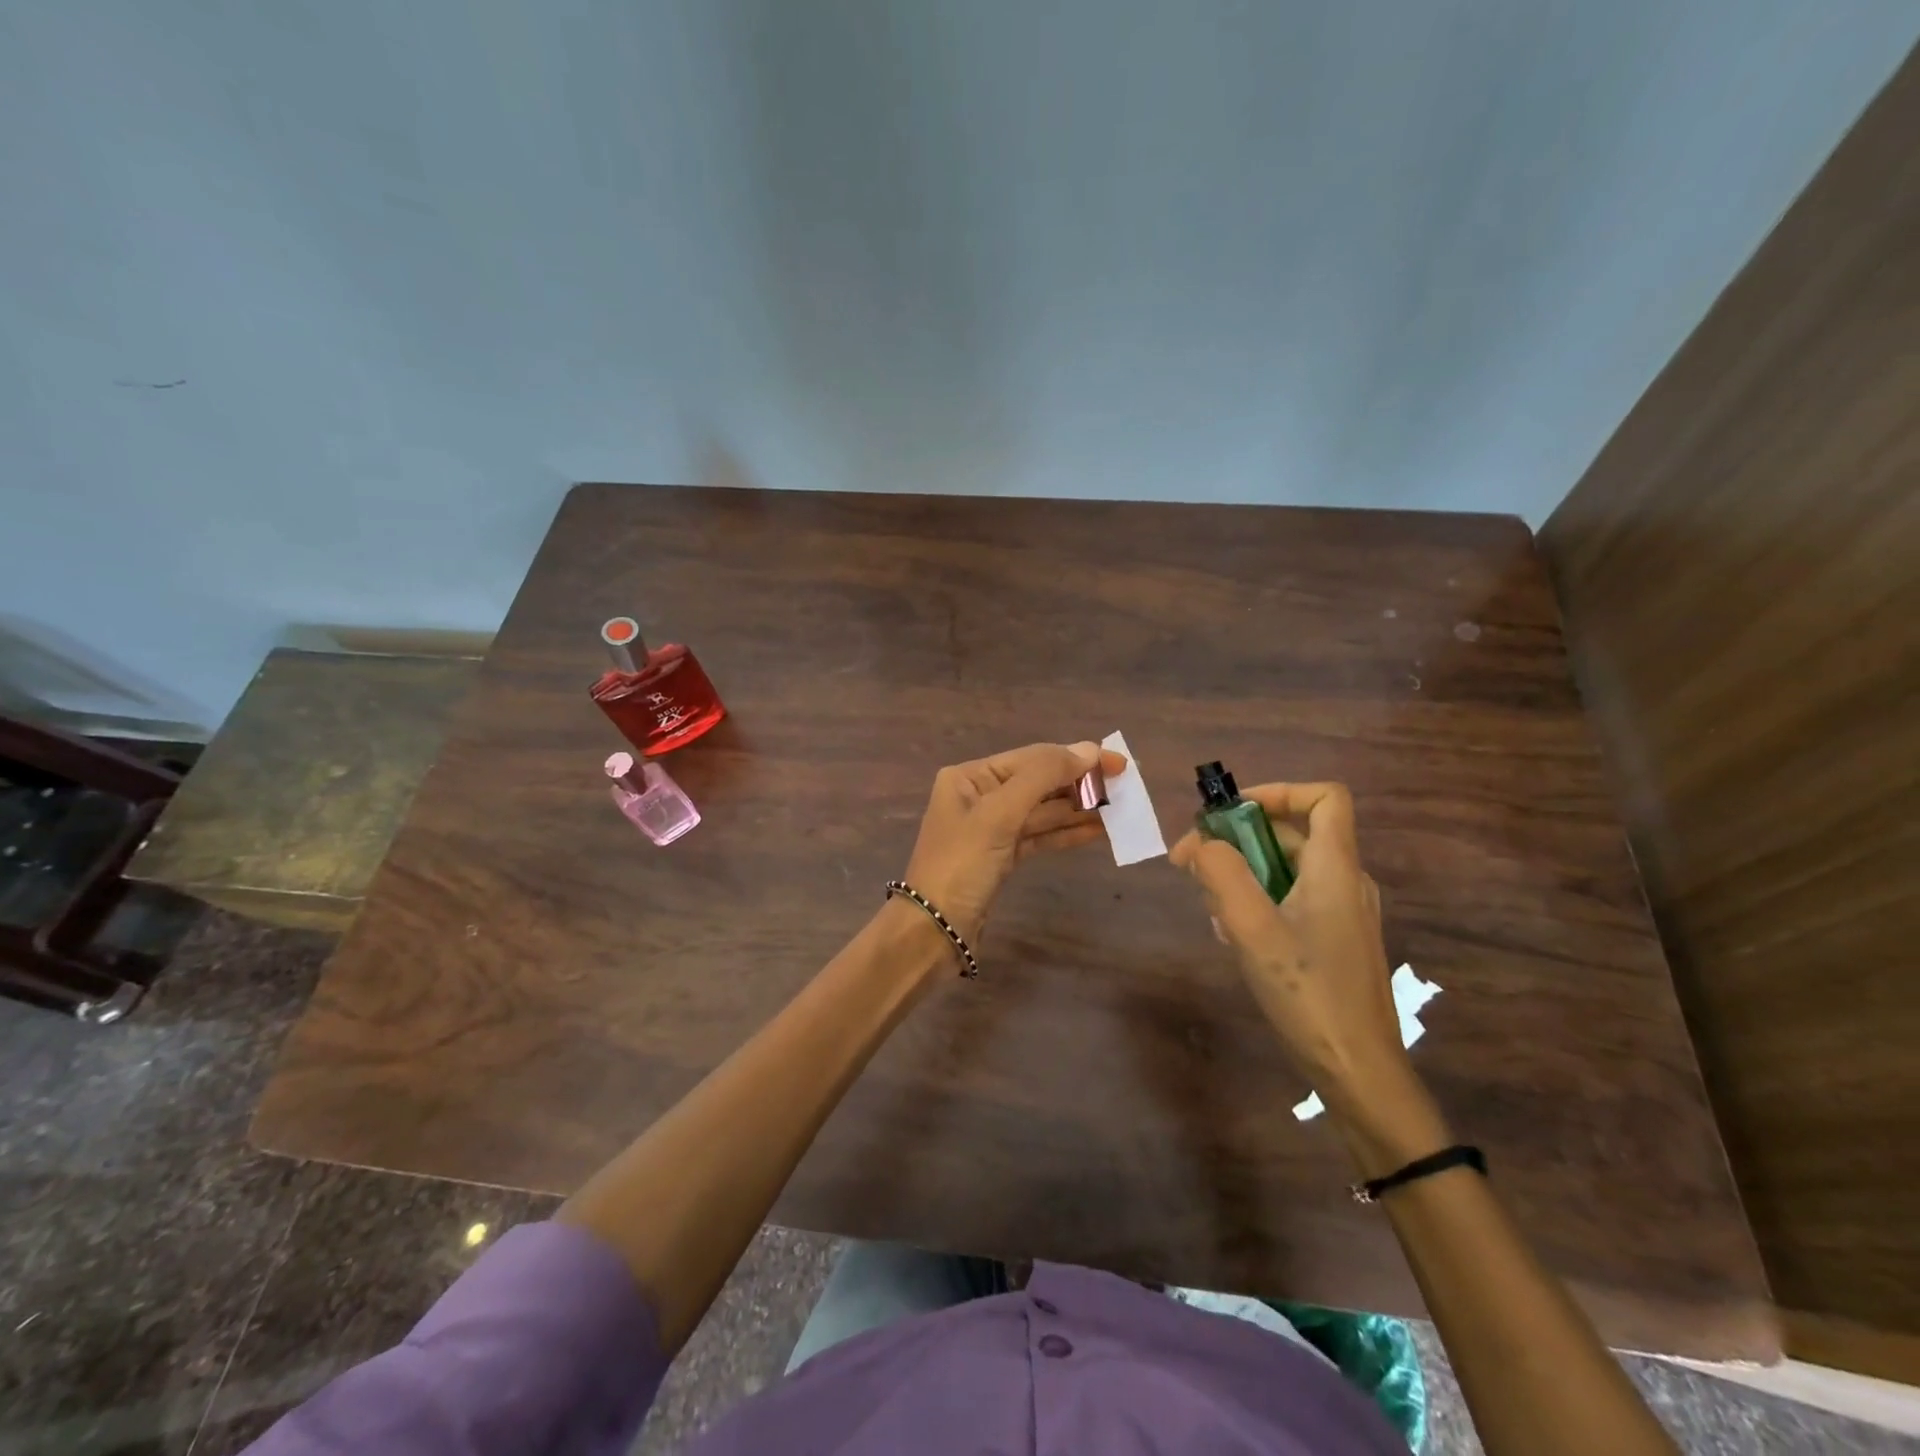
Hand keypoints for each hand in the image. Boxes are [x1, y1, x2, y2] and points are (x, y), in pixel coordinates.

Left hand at [903, 740, 1126, 942]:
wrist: (934, 931)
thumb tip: (1090, 749)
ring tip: (1119, 809)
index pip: (1031, 758)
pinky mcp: (1001, 857)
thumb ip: (1043, 777)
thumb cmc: (961, 864)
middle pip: (1038, 782)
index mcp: (970, 777)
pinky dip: (1066, 834)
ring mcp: (991, 828)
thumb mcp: (999, 814)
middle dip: (1079, 785)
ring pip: (1042, 812)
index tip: (1118, 763)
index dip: (1075, 758)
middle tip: (1125, 788)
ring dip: (1078, 810)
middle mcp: (979, 796)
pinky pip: (1039, 836)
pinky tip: (1098, 831)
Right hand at [1170, 781, 1402, 1104]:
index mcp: (1336, 868)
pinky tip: (1234, 938)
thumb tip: (1200, 845)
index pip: (1324, 798)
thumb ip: (1222, 874)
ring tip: (1212, 909)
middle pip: (1293, 834)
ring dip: (1243, 875)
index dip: (1277, 792)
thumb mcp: (1252, 928)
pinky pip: (1292, 900)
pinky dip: (1258, 903)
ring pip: (1287, 870)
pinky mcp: (1336, 942)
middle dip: (1239, 841)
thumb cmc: (1308, 993)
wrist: (1358, 1072)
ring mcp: (1344, 914)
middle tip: (1194, 866)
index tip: (1229, 814)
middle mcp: (1346, 882)